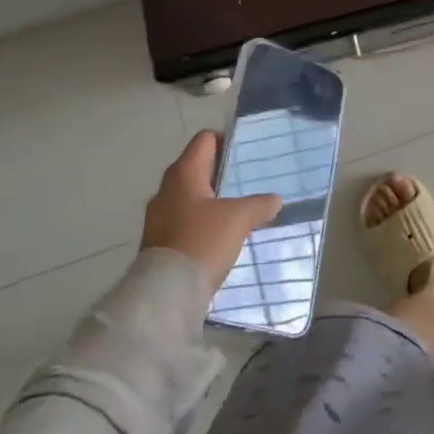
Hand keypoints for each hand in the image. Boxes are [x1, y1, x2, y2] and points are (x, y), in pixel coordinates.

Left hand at [140, 131, 282, 299]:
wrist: (166, 293)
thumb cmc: (202, 241)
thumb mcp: (238, 219)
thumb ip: (259, 204)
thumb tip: (275, 200)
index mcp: (183, 173)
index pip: (204, 140)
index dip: (225, 140)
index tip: (246, 154)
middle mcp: (166, 188)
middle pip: (196, 168)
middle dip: (220, 173)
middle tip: (246, 182)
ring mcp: (158, 216)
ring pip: (189, 196)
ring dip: (211, 201)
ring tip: (237, 211)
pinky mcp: (158, 241)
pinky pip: (184, 220)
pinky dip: (201, 222)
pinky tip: (219, 236)